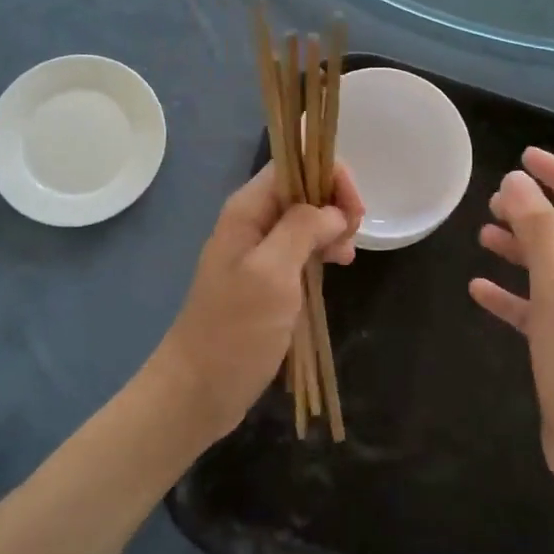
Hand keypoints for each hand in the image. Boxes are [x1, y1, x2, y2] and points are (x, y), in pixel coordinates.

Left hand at [152, 162, 364, 443]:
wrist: (199, 389)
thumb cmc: (235, 329)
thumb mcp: (272, 273)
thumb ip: (302, 229)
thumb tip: (334, 210)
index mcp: (247, 210)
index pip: (293, 165)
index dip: (329, 175)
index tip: (354, 210)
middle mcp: (252, 222)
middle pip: (302, 189)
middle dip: (335, 204)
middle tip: (351, 239)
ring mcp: (259, 252)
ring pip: (306, 220)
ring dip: (333, 229)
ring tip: (346, 258)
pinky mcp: (267, 280)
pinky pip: (301, 250)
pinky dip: (323, 252)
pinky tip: (337, 268)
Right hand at [469, 147, 553, 493]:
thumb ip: (535, 228)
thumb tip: (517, 181)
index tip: (524, 155)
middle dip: (531, 212)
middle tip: (493, 200)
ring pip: (547, 266)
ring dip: (517, 248)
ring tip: (482, 234)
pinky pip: (534, 305)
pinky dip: (509, 293)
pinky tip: (477, 288)